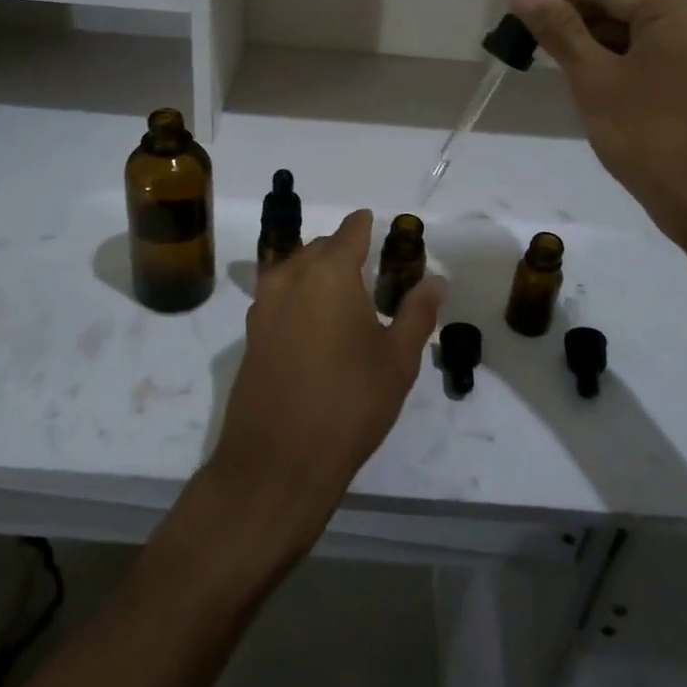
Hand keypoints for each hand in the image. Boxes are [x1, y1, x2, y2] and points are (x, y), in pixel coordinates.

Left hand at [208, 210, 446, 552]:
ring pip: (295, 269)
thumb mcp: (397, 360)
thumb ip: (417, 312)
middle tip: (372, 272)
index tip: (382, 230)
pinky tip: (316, 325)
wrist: (277, 460)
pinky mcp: (250, 333)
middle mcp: (290, 276)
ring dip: (318, 272)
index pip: (350, 231)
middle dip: (344, 251)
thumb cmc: (349, 403)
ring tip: (344, 299)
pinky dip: (299, 296)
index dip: (367, 226)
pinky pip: (279, 296)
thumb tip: (436, 279)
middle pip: (320, 247)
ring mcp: (264, 304)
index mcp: (329, 273)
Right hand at [510, 0, 686, 249]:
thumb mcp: (594, 78)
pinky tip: (579, 74)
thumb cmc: (647, 135)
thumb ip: (559, 30)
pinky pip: (642, 56)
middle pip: (621, 7)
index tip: (516, 4)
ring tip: (542, 52)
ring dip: (588, 41)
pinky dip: (610, 60)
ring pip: (629, 33)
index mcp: (677, 12)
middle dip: (573, 18)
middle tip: (522, 31)